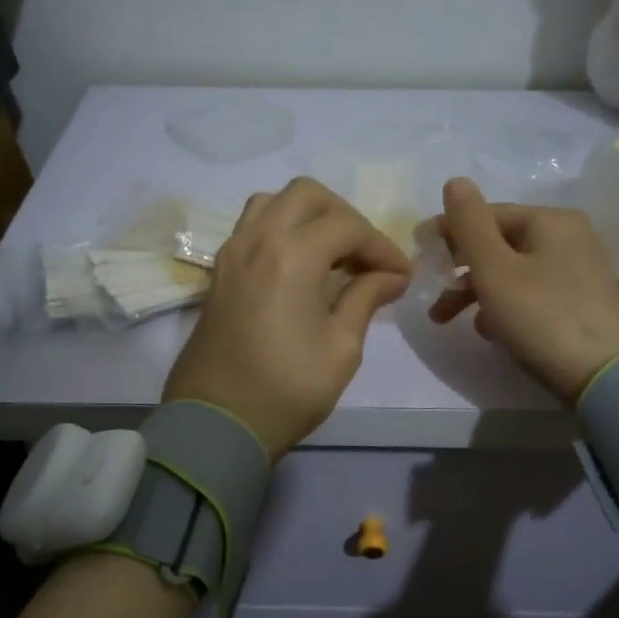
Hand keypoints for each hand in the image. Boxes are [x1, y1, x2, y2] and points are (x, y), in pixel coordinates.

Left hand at [165, 177, 410, 458]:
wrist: (217, 422)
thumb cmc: (288, 389)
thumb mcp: (342, 347)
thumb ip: (366, 298)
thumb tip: (391, 275)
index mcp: (293, 254)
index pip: (348, 227)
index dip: (382, 247)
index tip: (401, 277)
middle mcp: (258, 239)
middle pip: (307, 195)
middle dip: (345, 217)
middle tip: (365, 256)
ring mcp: (232, 253)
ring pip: (273, 203)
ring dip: (308, 216)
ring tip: (331, 254)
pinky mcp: (219, 272)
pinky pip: (252, 227)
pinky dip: (281, 230)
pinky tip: (300, 267)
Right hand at [428, 177, 618, 403]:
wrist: (604, 376)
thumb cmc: (541, 317)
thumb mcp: (493, 269)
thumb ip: (469, 223)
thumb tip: (455, 181)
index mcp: (550, 220)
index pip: (487, 215)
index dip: (449, 233)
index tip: (420, 257)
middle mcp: (570, 236)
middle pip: (500, 244)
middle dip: (461, 271)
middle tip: (433, 298)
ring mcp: (580, 270)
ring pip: (514, 271)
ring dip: (478, 292)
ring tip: (453, 322)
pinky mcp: (583, 301)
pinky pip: (533, 292)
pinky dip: (507, 306)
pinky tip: (494, 331)